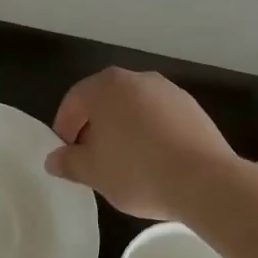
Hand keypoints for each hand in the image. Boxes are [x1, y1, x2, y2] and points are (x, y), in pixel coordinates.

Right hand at [44, 68, 245, 221]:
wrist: (204, 180)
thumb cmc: (137, 171)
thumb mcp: (93, 172)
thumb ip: (68, 162)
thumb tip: (53, 159)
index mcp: (106, 86)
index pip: (74, 100)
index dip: (65, 128)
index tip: (67, 155)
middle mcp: (136, 78)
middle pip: (105, 100)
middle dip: (94, 127)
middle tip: (92, 158)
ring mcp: (167, 90)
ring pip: (134, 107)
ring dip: (124, 128)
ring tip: (124, 162)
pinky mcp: (192, 107)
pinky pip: (160, 117)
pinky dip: (150, 132)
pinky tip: (154, 160)